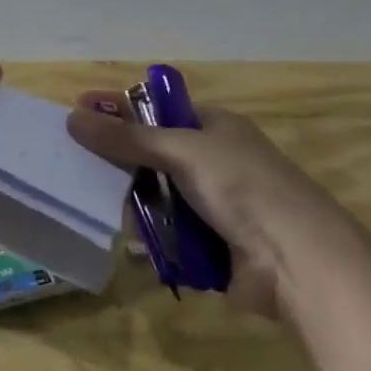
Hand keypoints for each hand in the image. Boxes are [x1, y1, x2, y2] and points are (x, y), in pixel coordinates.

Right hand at [66, 94, 349, 318]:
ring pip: (156, 196)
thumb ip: (126, 138)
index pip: (156, 109)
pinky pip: (167, 234)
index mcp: (214, 126)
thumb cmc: (242, 188)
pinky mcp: (211, 244)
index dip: (118, 109)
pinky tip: (130, 243)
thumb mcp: (181, 151)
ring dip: (133, 203)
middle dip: (120, 161)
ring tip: (99, 207)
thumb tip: (73, 117)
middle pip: (152, 154)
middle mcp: (214, 160)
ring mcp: (213, 204)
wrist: (298, 262)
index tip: (78, 114)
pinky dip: (150, 237)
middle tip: (78, 165)